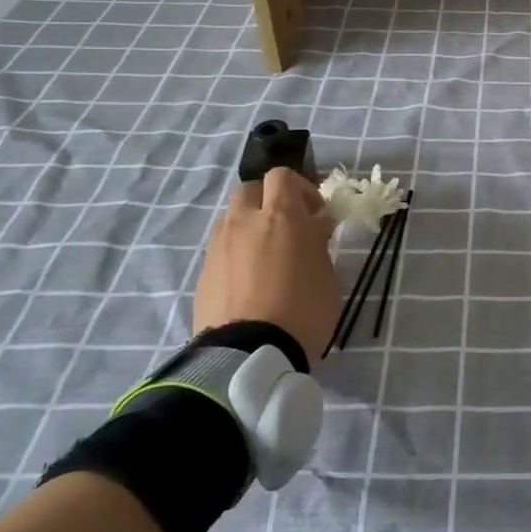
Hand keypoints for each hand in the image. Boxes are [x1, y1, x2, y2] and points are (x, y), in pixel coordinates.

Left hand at [191, 168, 339, 363]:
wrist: (249, 356)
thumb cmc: (302, 311)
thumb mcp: (327, 275)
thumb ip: (318, 243)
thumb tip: (314, 226)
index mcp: (280, 216)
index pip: (282, 176)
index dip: (301, 189)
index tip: (315, 213)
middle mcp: (244, 222)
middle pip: (251, 190)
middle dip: (269, 202)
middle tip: (288, 229)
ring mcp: (219, 247)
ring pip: (232, 218)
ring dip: (250, 226)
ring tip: (267, 256)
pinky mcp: (204, 273)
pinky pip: (222, 249)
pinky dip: (236, 253)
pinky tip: (250, 281)